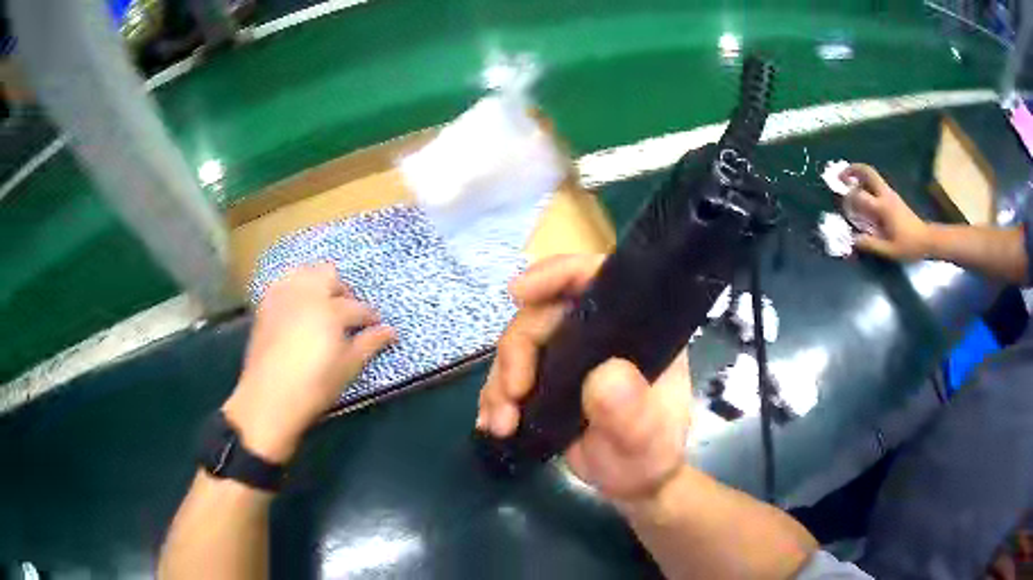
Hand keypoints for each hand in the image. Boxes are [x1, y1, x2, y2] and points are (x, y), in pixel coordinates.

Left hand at [224, 264, 395, 462]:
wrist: (269, 398)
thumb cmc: (314, 386)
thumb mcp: (347, 367)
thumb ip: (369, 344)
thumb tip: (391, 331)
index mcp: (330, 310)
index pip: (357, 307)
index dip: (371, 317)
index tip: (378, 325)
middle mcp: (306, 294)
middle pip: (329, 275)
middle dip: (343, 290)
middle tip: (348, 313)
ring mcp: (283, 297)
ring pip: (304, 272)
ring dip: (318, 283)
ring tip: (323, 304)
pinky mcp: (265, 306)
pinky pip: (283, 283)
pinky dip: (295, 288)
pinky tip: (298, 307)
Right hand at [476, 254, 692, 501]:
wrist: (629, 482)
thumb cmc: (648, 456)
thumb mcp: (646, 439)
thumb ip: (632, 412)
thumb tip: (604, 376)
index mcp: (633, 329)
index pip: (596, 279)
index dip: (558, 274)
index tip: (520, 293)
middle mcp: (598, 333)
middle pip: (542, 314)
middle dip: (516, 352)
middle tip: (511, 395)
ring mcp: (568, 356)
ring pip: (518, 346)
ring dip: (499, 383)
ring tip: (501, 424)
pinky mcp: (545, 380)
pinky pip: (508, 376)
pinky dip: (494, 398)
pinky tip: (492, 424)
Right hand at [841, 163, 930, 260]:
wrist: (927, 239)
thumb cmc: (909, 245)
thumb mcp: (890, 250)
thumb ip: (871, 244)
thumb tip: (853, 240)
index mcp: (883, 207)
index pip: (860, 195)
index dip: (849, 198)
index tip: (842, 204)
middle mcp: (885, 195)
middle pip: (868, 172)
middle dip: (852, 170)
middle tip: (840, 177)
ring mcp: (890, 194)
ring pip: (872, 175)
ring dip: (858, 174)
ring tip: (848, 183)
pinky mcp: (893, 197)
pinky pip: (876, 183)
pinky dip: (866, 182)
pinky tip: (862, 193)